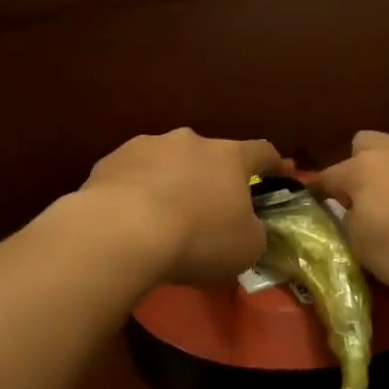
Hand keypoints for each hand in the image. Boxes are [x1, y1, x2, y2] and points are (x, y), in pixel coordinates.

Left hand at [79, 129, 285, 286]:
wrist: (121, 232)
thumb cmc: (198, 239)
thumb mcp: (246, 248)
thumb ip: (254, 231)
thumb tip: (249, 227)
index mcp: (230, 156)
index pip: (262, 152)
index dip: (273, 165)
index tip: (277, 177)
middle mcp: (190, 141)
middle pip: (209, 156)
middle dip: (211, 178)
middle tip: (208, 210)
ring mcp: (147, 145)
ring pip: (167, 162)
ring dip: (171, 182)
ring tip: (162, 217)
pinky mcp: (111, 160)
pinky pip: (132, 175)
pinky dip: (136, 191)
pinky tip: (129, 219)